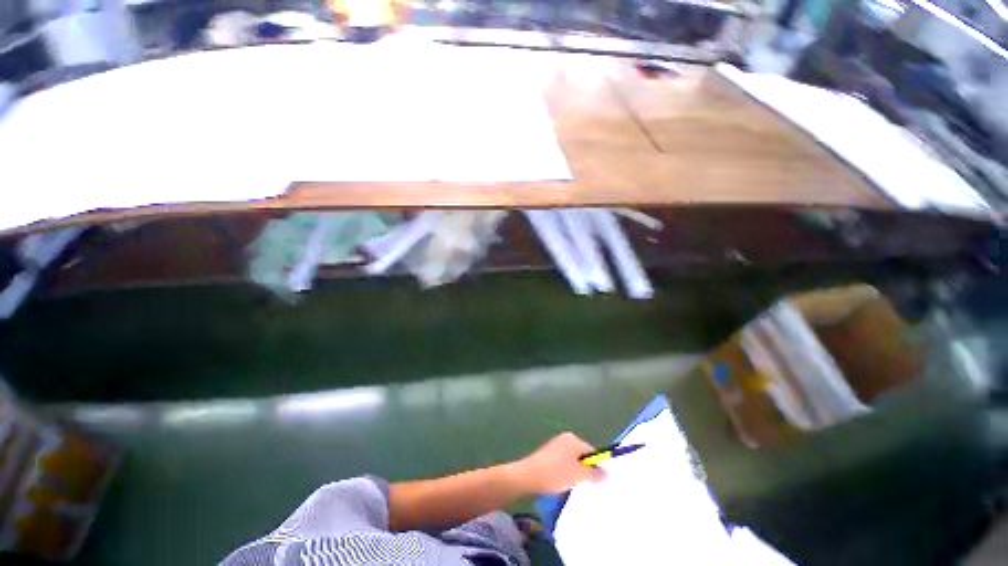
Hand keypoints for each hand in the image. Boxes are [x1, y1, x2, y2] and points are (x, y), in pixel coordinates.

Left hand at [512, 432, 606, 494]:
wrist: (528, 476)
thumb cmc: (555, 473)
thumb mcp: (579, 476)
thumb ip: (595, 474)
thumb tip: (606, 473)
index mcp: (573, 439)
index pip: (592, 452)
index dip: (595, 467)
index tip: (594, 482)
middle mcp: (565, 439)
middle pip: (582, 456)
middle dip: (584, 471)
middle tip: (582, 484)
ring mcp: (555, 445)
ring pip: (572, 461)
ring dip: (574, 473)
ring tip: (570, 485)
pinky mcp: (548, 454)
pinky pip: (563, 463)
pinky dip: (565, 473)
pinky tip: (561, 483)